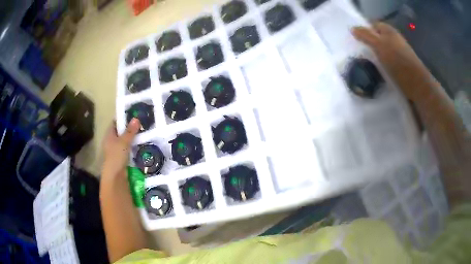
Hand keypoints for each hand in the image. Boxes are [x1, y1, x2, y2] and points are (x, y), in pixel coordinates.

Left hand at [102, 118, 139, 178]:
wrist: (115, 177)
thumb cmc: (116, 156)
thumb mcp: (124, 142)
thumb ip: (130, 131)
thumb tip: (136, 118)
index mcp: (109, 135)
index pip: (115, 123)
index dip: (123, 118)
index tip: (134, 115)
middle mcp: (111, 142)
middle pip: (121, 132)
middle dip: (130, 129)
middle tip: (143, 124)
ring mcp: (117, 151)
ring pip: (126, 142)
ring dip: (134, 139)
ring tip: (146, 134)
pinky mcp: (122, 159)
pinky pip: (129, 150)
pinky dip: (135, 148)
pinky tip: (143, 146)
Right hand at [352, 23, 433, 100]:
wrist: (416, 83)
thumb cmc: (397, 60)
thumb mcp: (378, 45)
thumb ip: (365, 35)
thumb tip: (352, 28)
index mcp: (388, 30)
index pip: (372, 25)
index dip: (364, 31)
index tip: (356, 42)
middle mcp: (393, 38)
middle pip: (377, 38)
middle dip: (369, 44)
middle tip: (361, 54)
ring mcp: (398, 52)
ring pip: (382, 50)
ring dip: (375, 56)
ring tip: (368, 64)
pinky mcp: (401, 65)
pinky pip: (387, 61)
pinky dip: (382, 64)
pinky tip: (378, 71)